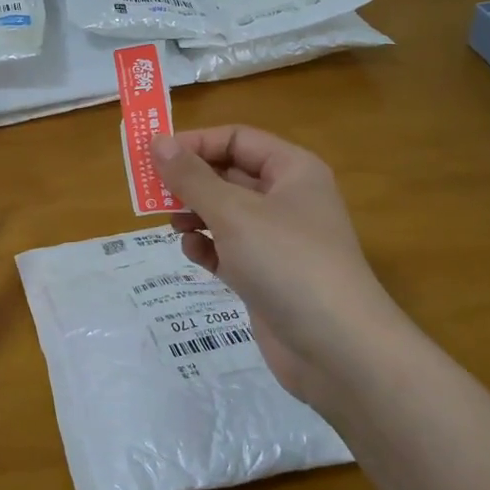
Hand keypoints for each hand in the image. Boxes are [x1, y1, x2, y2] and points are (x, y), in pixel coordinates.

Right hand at [153, 125, 406, 410]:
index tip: (153, 157)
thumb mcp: (233, 213)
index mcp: (292, 170)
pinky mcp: (267, 276)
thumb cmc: (287, 263)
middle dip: (190, 182)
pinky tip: (194, 255)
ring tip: (173, 226)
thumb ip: (191, 177)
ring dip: (195, 215)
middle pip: (229, 174)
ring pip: (226, 214)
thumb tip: (156, 142)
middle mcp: (287, 199)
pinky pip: (229, 249)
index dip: (194, 143)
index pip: (236, 139)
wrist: (338, 350)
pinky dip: (208, 248)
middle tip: (151, 194)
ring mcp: (278, 240)